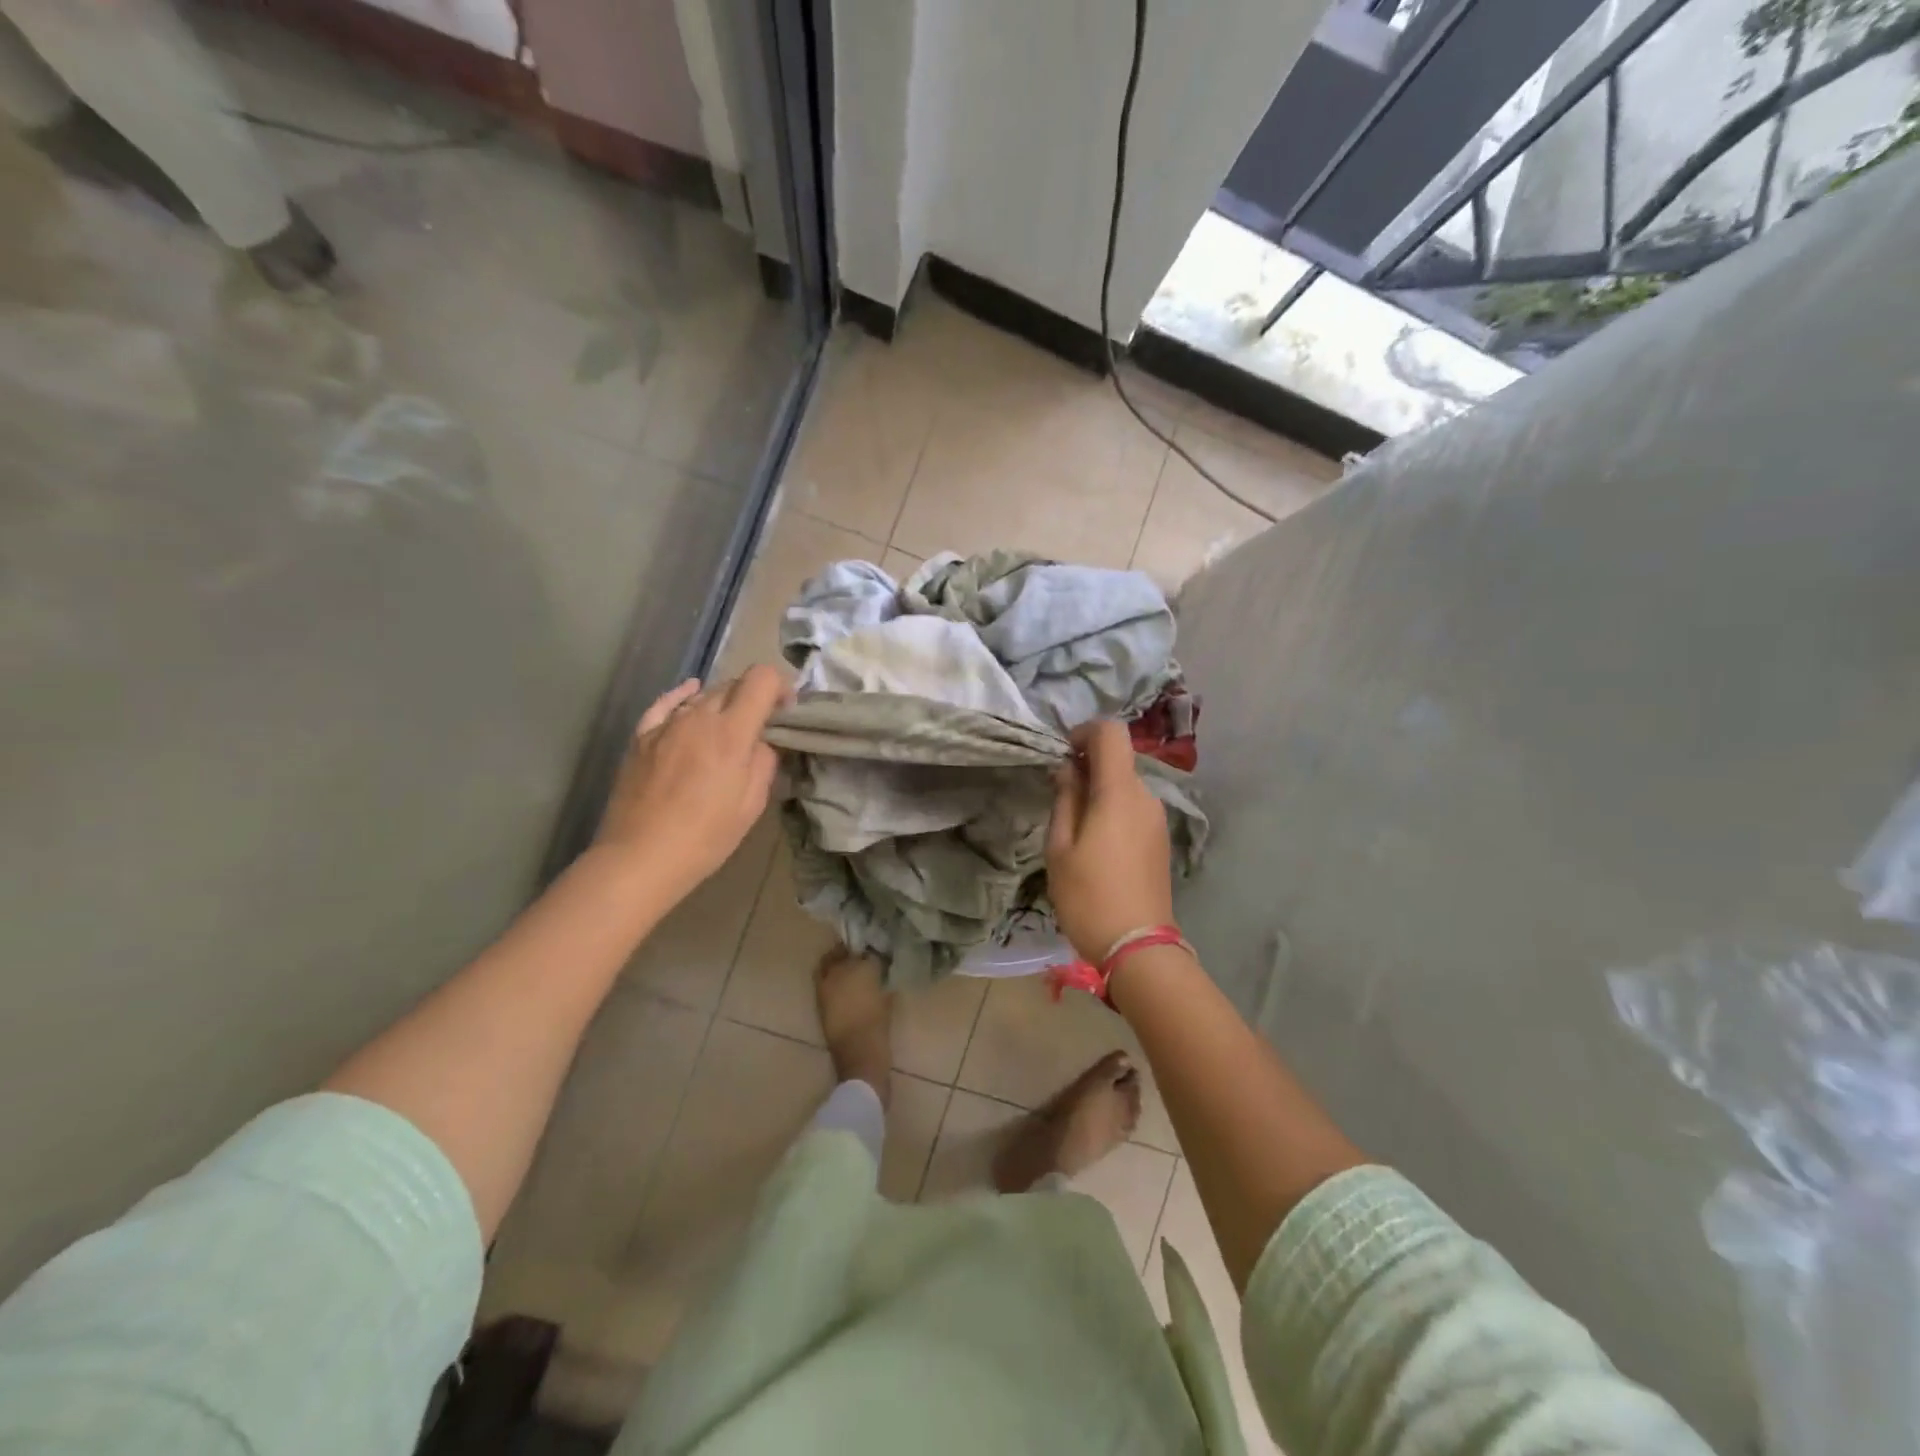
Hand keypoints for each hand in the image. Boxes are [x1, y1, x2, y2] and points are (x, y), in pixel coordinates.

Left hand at [593, 665, 788, 906]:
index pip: (761, 679)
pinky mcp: (642, 736)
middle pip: (733, 684)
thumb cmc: (705, 837)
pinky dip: (683, 695)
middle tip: (761, 724)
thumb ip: (763, 761)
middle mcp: (698, 717)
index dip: (780, 687)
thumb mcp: (752, 803)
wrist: (640, 857)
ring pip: (703, 695)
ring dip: (723, 703)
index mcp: (732, 733)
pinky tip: (691, 693)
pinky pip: (666, 703)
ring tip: (727, 728)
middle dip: (754, 696)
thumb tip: (760, 742)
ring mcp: (666, 724)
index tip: (785, 710)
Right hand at [1046, 720, 1173, 963]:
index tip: (1063, 754)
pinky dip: (1113, 810)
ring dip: (1099, 791)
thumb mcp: (1059, 847)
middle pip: (1118, 760)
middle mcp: (1145, 797)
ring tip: (1074, 829)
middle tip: (1059, 798)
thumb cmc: (1088, 896)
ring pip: (1125, 786)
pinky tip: (1096, 845)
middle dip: (1087, 767)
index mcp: (1119, 792)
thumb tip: (1068, 770)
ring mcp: (1157, 819)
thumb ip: (1065, 799)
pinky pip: (1133, 808)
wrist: (1138, 946)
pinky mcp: (1160, 839)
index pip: (1111, 733)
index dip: (1085, 732)